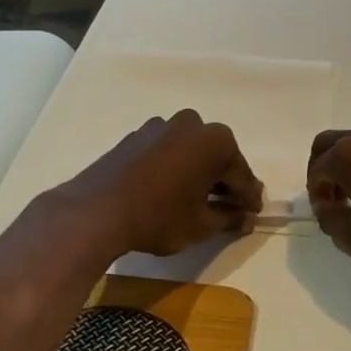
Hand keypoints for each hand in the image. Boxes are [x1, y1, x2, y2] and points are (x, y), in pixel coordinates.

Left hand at [58, 111, 262, 257]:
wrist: (95, 212)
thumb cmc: (159, 218)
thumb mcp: (202, 225)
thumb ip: (230, 218)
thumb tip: (247, 218)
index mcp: (216, 142)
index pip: (242, 176)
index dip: (250, 199)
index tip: (255, 213)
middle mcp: (193, 124)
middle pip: (219, 158)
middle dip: (226, 183)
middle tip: (231, 208)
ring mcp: (161, 126)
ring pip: (192, 153)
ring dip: (200, 173)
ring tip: (199, 201)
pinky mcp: (137, 136)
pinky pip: (168, 152)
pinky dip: (176, 169)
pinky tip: (171, 191)